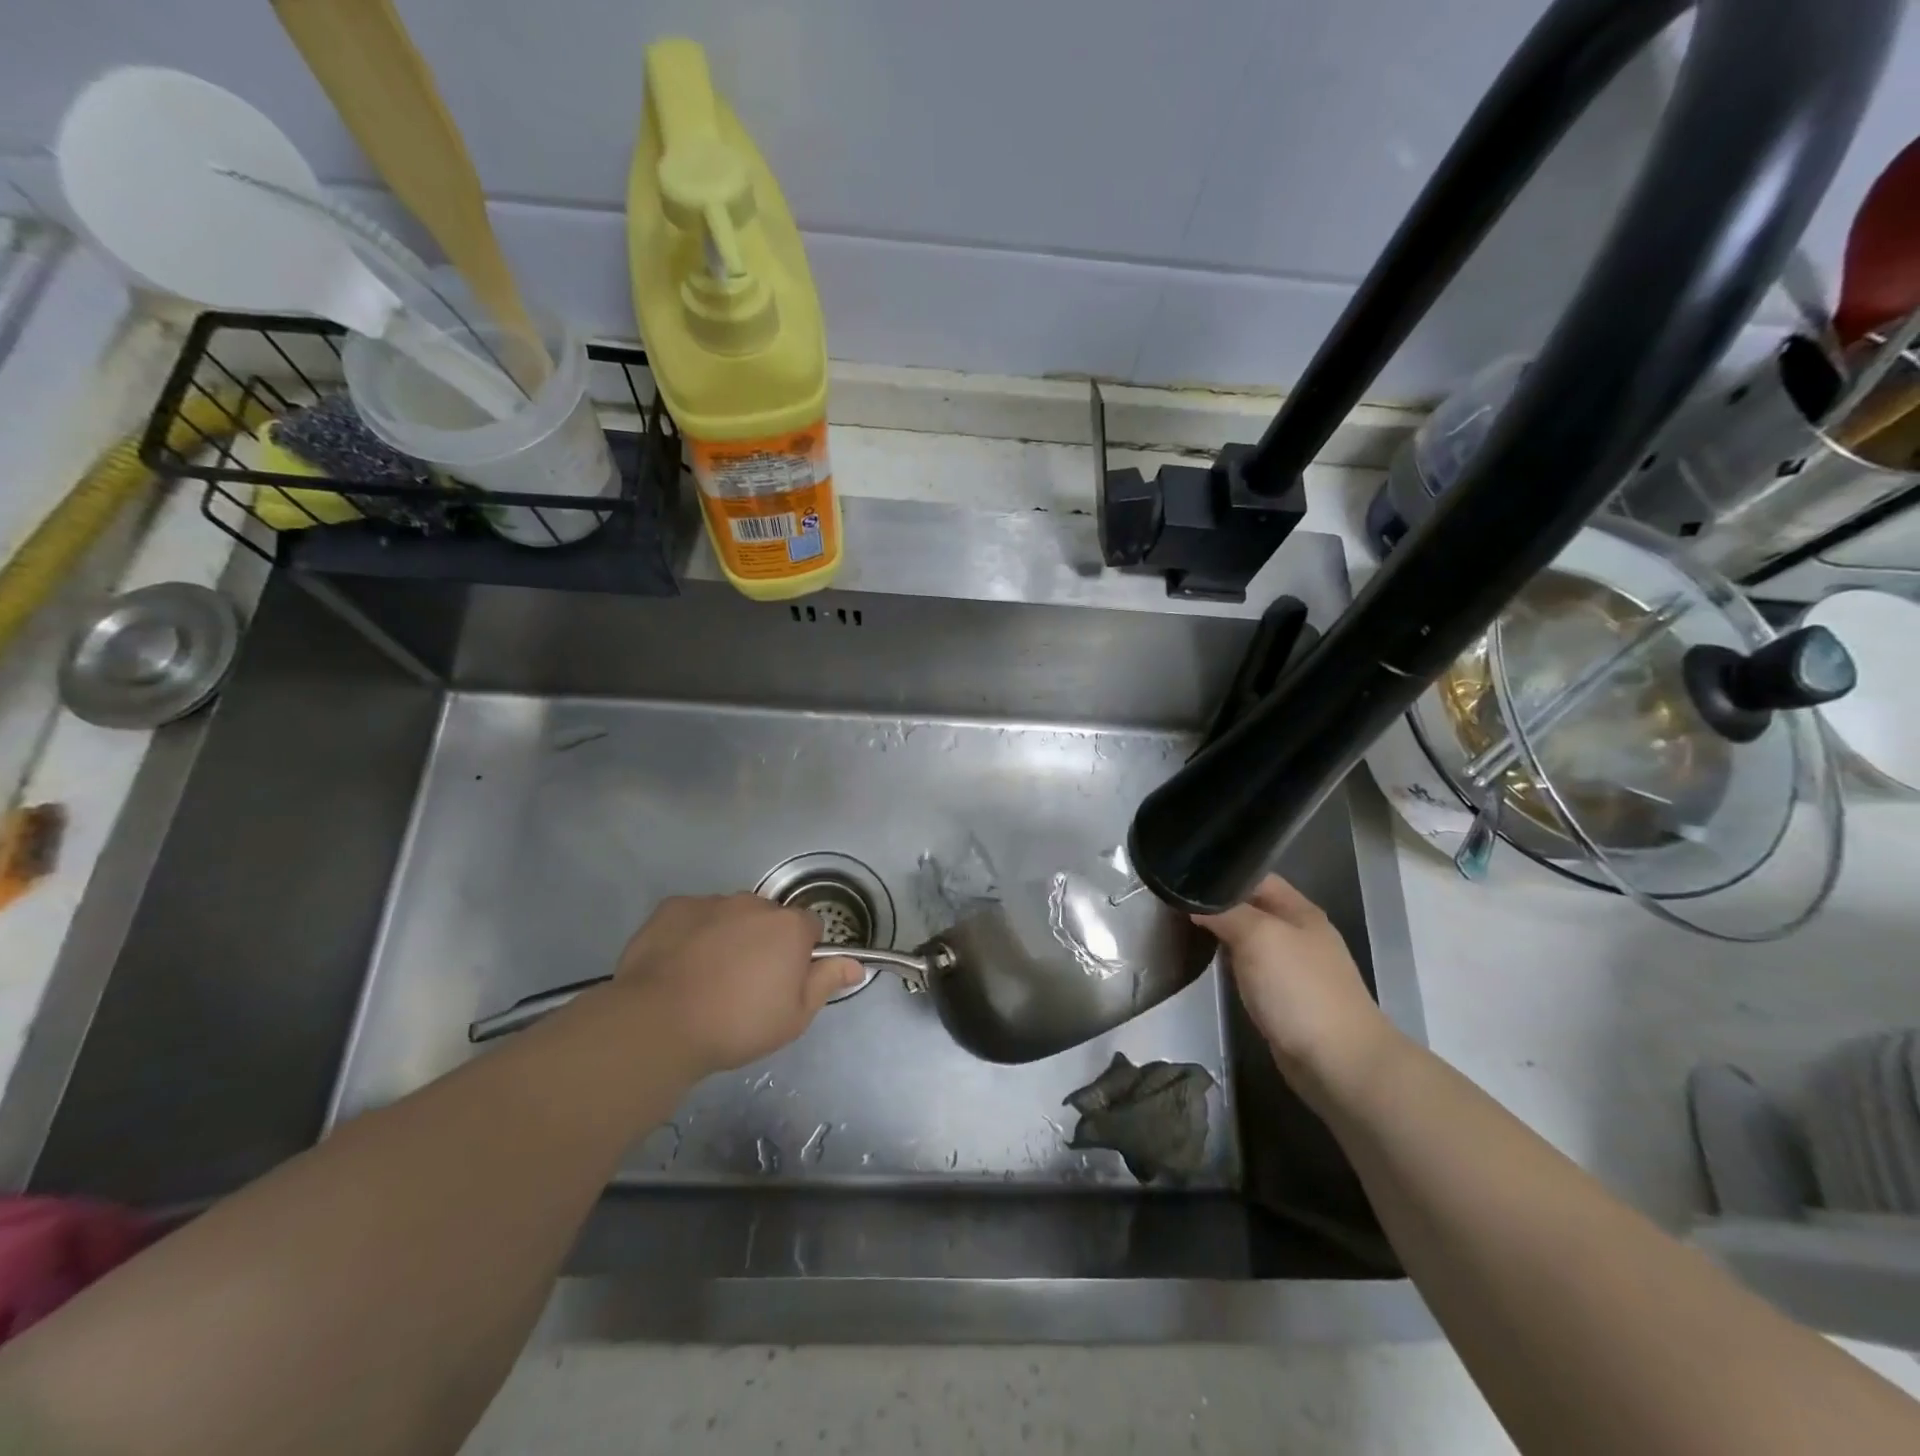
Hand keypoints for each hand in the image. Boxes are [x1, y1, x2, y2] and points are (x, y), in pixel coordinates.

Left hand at [608, 894, 863, 1074]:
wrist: (659, 1023)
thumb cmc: (737, 1024)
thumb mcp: (794, 1017)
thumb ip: (826, 982)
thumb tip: (855, 965)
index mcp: (789, 927)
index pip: (810, 926)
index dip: (802, 952)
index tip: (786, 979)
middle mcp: (754, 904)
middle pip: (769, 917)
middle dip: (764, 940)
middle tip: (746, 981)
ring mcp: (711, 902)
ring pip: (730, 914)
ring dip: (728, 934)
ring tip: (707, 976)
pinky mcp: (673, 907)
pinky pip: (693, 915)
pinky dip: (692, 932)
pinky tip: (678, 964)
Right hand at [1193, 874, 1402, 1103]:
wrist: (1339, 1063)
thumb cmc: (1299, 989)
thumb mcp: (1258, 937)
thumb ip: (1224, 913)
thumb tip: (1193, 903)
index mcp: (1300, 910)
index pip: (1254, 876)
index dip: (1220, 872)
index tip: (1182, 876)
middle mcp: (1299, 933)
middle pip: (1251, 906)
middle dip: (1217, 904)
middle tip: (1175, 903)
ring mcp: (1295, 967)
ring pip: (1250, 938)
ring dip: (1222, 935)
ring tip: (1182, 929)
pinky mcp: (1286, 997)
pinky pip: (1252, 968)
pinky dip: (1231, 963)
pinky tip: (1209, 965)